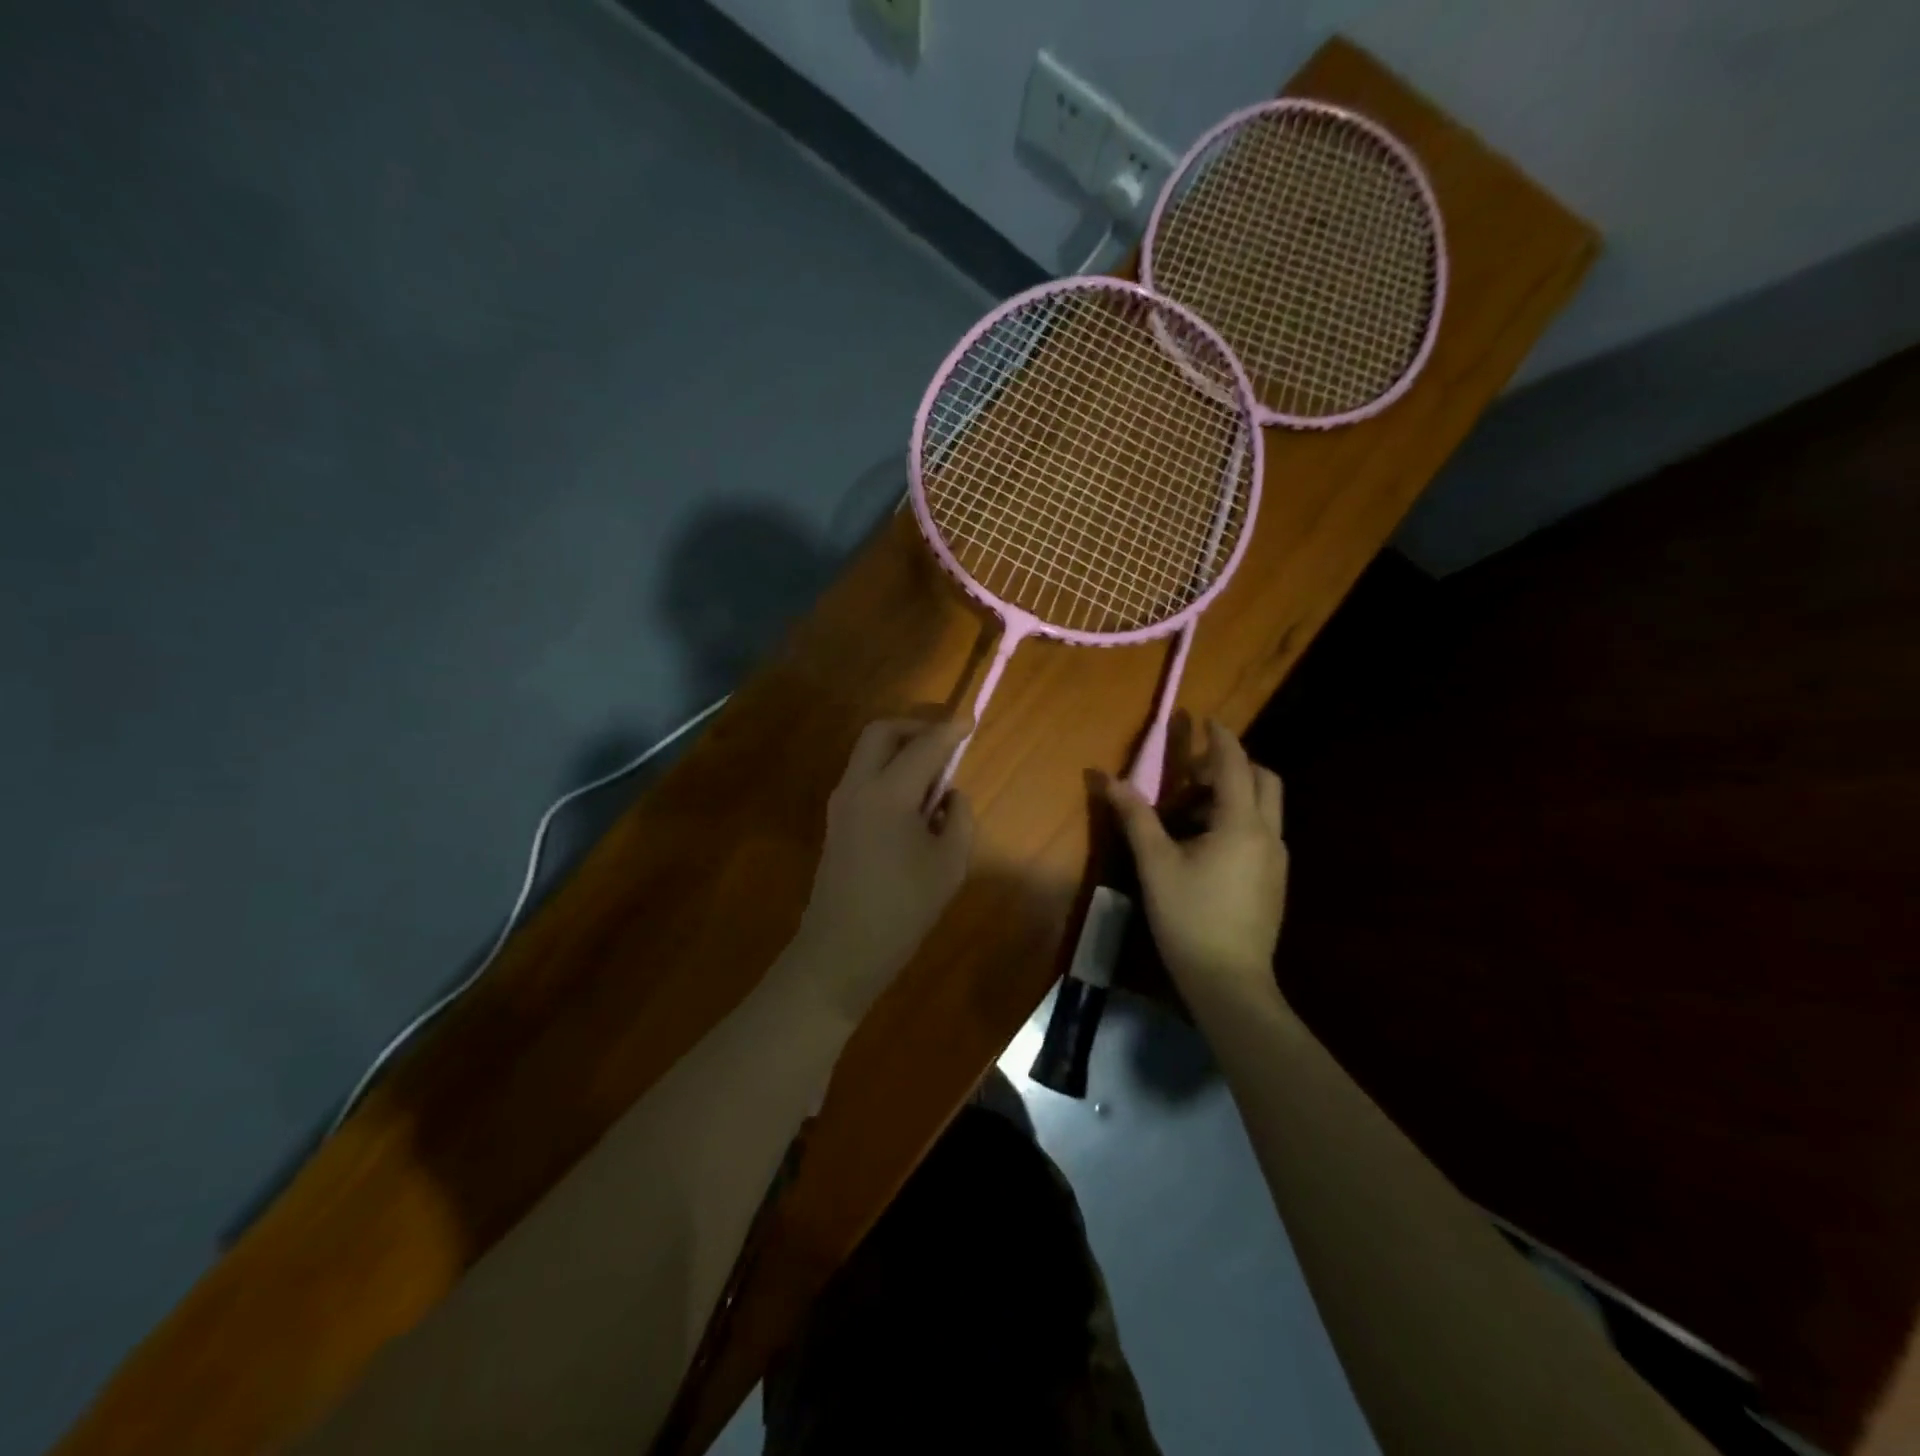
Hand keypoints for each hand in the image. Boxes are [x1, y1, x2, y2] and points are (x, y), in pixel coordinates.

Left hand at [790, 714, 975, 1020]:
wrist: (840, 953)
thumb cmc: (901, 911)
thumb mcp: (949, 865)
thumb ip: (958, 818)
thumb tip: (948, 795)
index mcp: (887, 794)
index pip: (924, 746)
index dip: (951, 730)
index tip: (971, 721)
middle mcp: (857, 787)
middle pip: (882, 732)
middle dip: (916, 726)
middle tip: (947, 740)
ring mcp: (840, 803)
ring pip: (869, 753)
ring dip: (901, 749)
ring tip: (935, 774)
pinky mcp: (836, 821)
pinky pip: (864, 777)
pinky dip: (889, 771)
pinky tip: (914, 801)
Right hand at [1105, 719, 1288, 1009]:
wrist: (1230, 981)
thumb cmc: (1189, 917)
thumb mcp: (1156, 864)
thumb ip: (1135, 817)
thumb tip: (1108, 779)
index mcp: (1240, 824)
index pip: (1234, 765)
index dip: (1220, 738)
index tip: (1206, 719)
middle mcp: (1268, 834)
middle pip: (1264, 779)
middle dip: (1234, 765)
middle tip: (1193, 774)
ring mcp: (1276, 860)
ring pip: (1265, 807)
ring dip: (1235, 794)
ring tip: (1192, 812)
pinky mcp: (1275, 881)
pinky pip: (1262, 832)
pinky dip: (1239, 819)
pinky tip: (1207, 845)